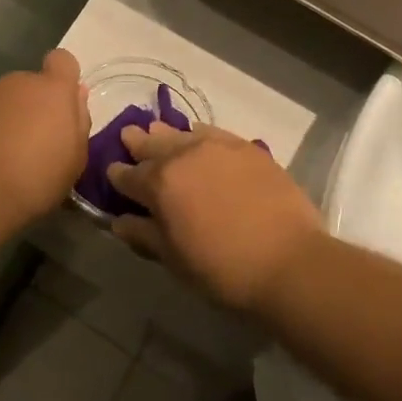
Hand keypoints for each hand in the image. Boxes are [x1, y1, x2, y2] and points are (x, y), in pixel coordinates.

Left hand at [0, 49, 90, 228]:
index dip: (63, 77)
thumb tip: (77, 93)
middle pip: (31, 83)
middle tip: (34, 140)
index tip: (61, 103)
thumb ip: (79, 118)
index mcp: (52, 89)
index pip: (62, 60)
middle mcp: (18, 82)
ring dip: (8, 116)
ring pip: (4, 98)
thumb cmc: (38, 178)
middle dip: (34, 104)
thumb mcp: (76, 157)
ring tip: (5, 153)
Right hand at [106, 124, 323, 311]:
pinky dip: (199, 133)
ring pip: (182, 133)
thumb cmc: (223, 268)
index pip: (129, 176)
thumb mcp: (175, 259)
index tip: (113, 174)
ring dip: (166, 134)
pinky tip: (197, 134)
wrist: (288, 260)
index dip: (118, 176)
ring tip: (157, 131)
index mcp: (160, 183)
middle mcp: (184, 155)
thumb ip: (144, 235)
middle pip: (153, 144)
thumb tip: (118, 221)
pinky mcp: (246, 147)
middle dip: (138, 143)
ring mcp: (217, 146)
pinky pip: (212, 132)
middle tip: (128, 137)